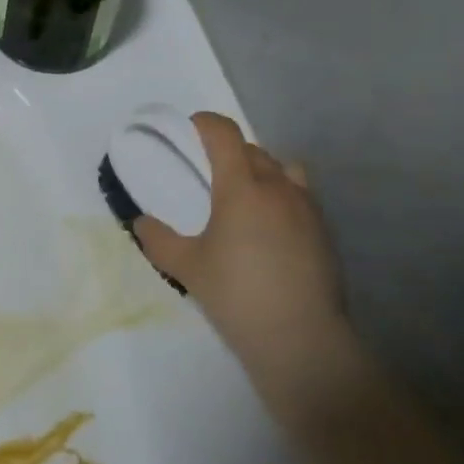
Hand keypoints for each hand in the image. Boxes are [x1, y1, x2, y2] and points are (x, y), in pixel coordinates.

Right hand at [133, 114, 355, 411]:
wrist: (301, 340)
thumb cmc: (237, 296)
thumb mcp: (187, 268)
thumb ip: (158, 240)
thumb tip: (140, 223)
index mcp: (241, 186)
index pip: (224, 133)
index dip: (205, 123)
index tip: (190, 130)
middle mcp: (277, 186)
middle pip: (252, 149)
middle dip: (229, 151)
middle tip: (209, 174)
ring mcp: (306, 207)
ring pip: (282, 168)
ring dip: (261, 171)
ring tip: (246, 198)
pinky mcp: (324, 230)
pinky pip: (300, 194)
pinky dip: (282, 196)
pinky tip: (271, 228)